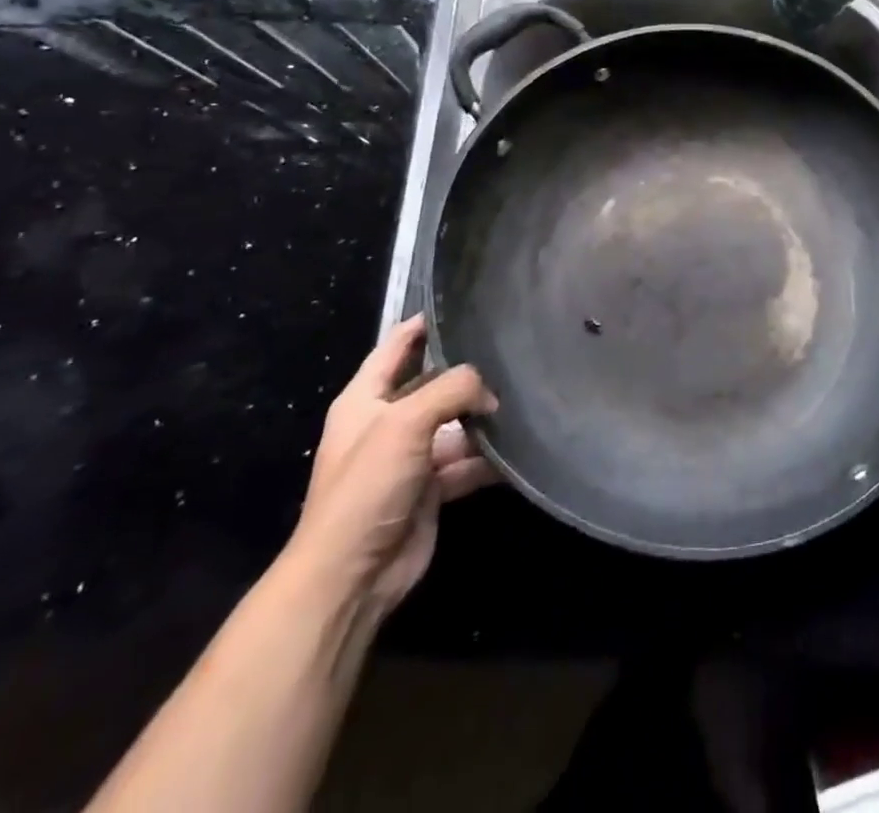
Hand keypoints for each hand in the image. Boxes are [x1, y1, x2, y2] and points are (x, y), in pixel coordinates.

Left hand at [284, 317, 497, 618]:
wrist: (351, 576)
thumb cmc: (367, 486)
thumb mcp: (405, 422)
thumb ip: (453, 389)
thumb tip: (491, 395)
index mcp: (365, 398)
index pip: (397, 344)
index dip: (424, 322)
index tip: (465, 303)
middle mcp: (388, 422)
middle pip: (434, 383)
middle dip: (468, 371)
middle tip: (513, 349)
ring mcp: (412, 457)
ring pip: (456, 423)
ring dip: (484, 417)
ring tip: (527, 395)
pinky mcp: (433, 489)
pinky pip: (468, 462)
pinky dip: (490, 457)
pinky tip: (521, 446)